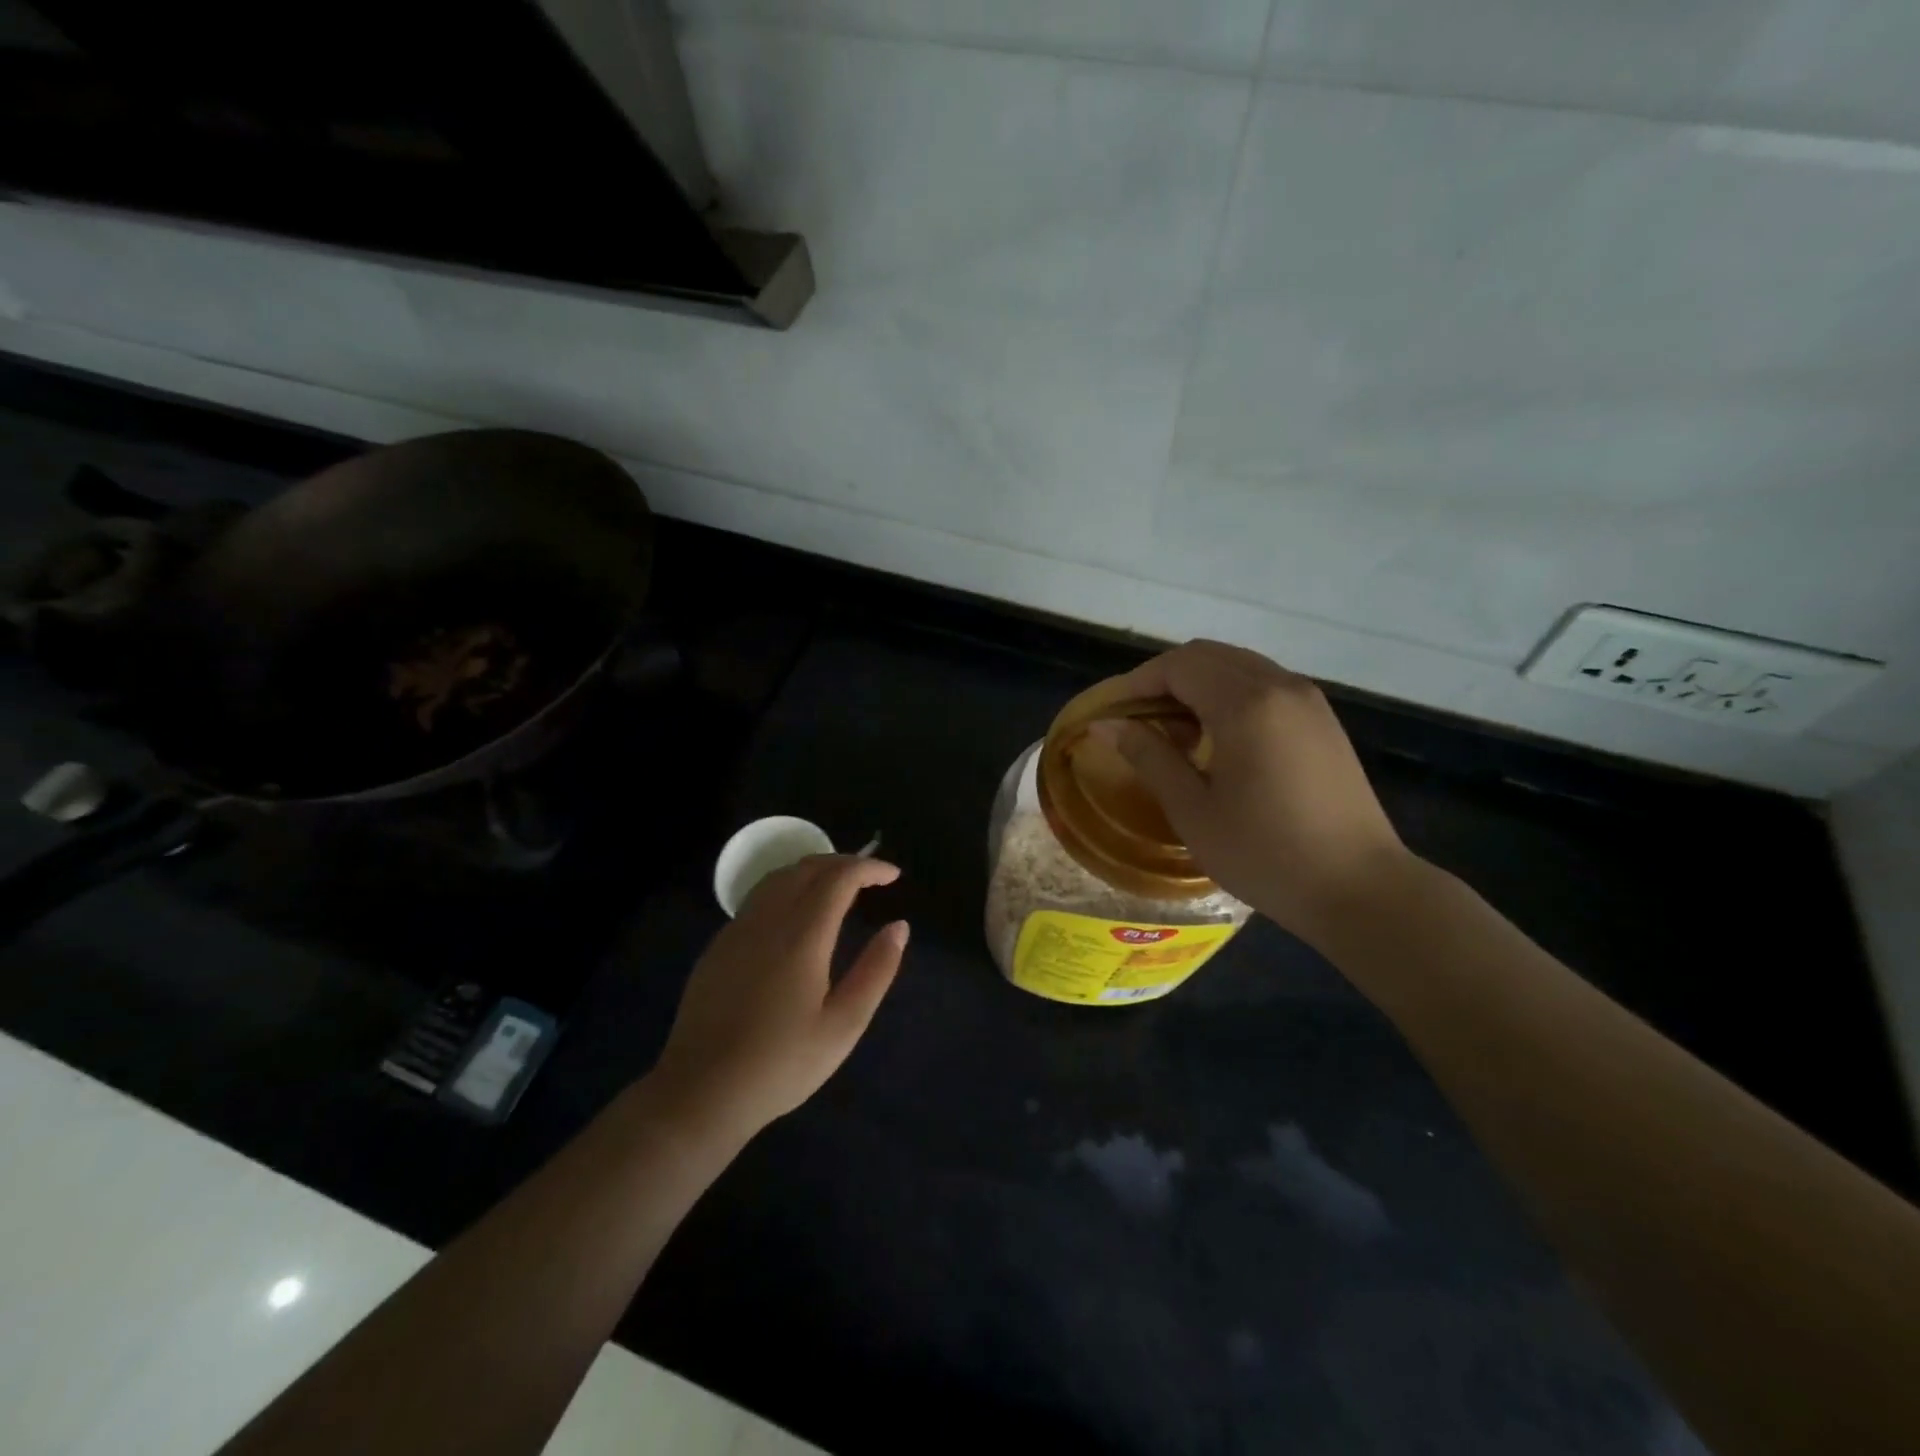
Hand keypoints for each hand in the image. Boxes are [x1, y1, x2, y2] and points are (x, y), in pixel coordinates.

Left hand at [649, 855, 908, 1140]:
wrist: (700, 1092)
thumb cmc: (781, 1064)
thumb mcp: (843, 1026)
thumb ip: (876, 971)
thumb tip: (899, 927)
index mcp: (802, 935)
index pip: (839, 877)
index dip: (869, 868)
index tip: (893, 876)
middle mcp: (768, 919)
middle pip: (807, 867)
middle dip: (843, 862)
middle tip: (871, 878)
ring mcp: (738, 930)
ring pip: (779, 877)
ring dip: (813, 871)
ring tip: (838, 888)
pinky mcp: (719, 945)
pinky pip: (760, 897)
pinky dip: (788, 888)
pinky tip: (797, 914)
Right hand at [1103, 640, 1409, 940]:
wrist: (1361, 889)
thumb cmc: (1266, 854)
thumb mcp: (1193, 810)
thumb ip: (1149, 757)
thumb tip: (1107, 726)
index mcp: (1246, 704)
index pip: (1178, 666)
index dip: (1136, 683)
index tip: (1109, 713)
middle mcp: (1280, 685)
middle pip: (1208, 656)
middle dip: (1164, 679)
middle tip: (1136, 720)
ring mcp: (1308, 700)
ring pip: (1237, 667)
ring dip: (1197, 686)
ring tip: (1174, 733)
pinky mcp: (1322, 720)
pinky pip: (1264, 685)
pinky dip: (1229, 696)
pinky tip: (1218, 741)